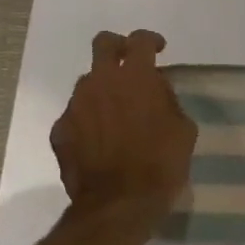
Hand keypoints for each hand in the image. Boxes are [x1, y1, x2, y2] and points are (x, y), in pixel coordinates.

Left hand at [51, 30, 197, 218]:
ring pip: (88, 83)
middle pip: (103, 44)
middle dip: (117, 47)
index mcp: (135, 78)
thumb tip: (155, 93)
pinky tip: (101, 142)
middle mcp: (100, 82)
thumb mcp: (183, 130)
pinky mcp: (61, 131)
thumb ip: (167, 102)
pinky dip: (89, 121)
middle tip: (129, 64)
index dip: (151, 41)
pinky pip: (77, 115)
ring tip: (117, 114)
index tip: (159, 50)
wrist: (119, 203)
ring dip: (103, 90)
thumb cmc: (161, 164)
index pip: (140, 41)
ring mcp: (75, 106)